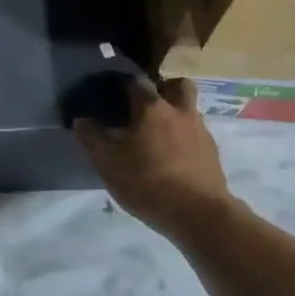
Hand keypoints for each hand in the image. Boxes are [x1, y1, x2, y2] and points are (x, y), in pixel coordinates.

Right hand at [75, 77, 235, 238]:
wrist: (199, 214)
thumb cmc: (148, 184)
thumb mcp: (108, 165)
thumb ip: (92, 139)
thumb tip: (82, 119)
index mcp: (152, 108)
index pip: (138, 81)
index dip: (125, 84)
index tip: (115, 96)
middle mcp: (180, 111)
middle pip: (177, 85)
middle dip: (164, 89)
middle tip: (147, 107)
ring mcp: (201, 130)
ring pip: (189, 109)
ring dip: (176, 114)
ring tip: (158, 137)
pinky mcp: (212, 152)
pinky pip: (197, 133)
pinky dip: (186, 138)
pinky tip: (174, 159)